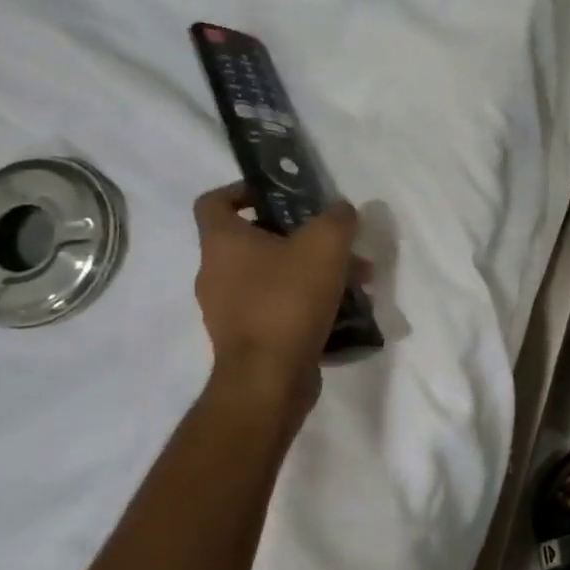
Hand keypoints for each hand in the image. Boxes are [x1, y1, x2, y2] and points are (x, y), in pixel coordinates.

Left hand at [192, 183, 358, 393]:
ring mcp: (228, 309)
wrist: (269, 380)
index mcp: (222, 242)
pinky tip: (342, 308)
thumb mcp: (325, 244)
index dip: (243, 190)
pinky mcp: (246, 339)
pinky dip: (306, 302)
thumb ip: (337, 218)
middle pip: (255, 239)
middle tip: (337, 242)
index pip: (214, 201)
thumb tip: (341, 211)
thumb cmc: (288, 300)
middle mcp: (215, 273)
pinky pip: (277, 307)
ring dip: (311, 271)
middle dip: (301, 236)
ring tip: (355, 279)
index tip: (280, 195)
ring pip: (272, 275)